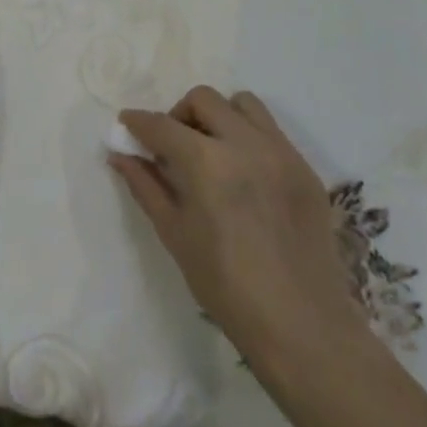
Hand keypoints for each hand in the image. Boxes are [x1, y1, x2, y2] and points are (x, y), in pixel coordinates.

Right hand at [110, 86, 366, 372]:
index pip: (162, 125)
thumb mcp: (175, 235)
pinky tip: (244, 174)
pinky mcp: (305, 168)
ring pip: (243, 104)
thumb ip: (146, 186)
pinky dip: (249, 137)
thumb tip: (120, 155)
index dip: (138, 122)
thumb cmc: (226, 287)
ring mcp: (281, 152)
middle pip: (203, 99)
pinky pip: (271, 131)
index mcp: (207, 162)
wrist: (302, 326)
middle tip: (172, 146)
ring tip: (212, 150)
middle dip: (179, 115)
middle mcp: (245, 143)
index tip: (126, 124)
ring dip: (219, 116)